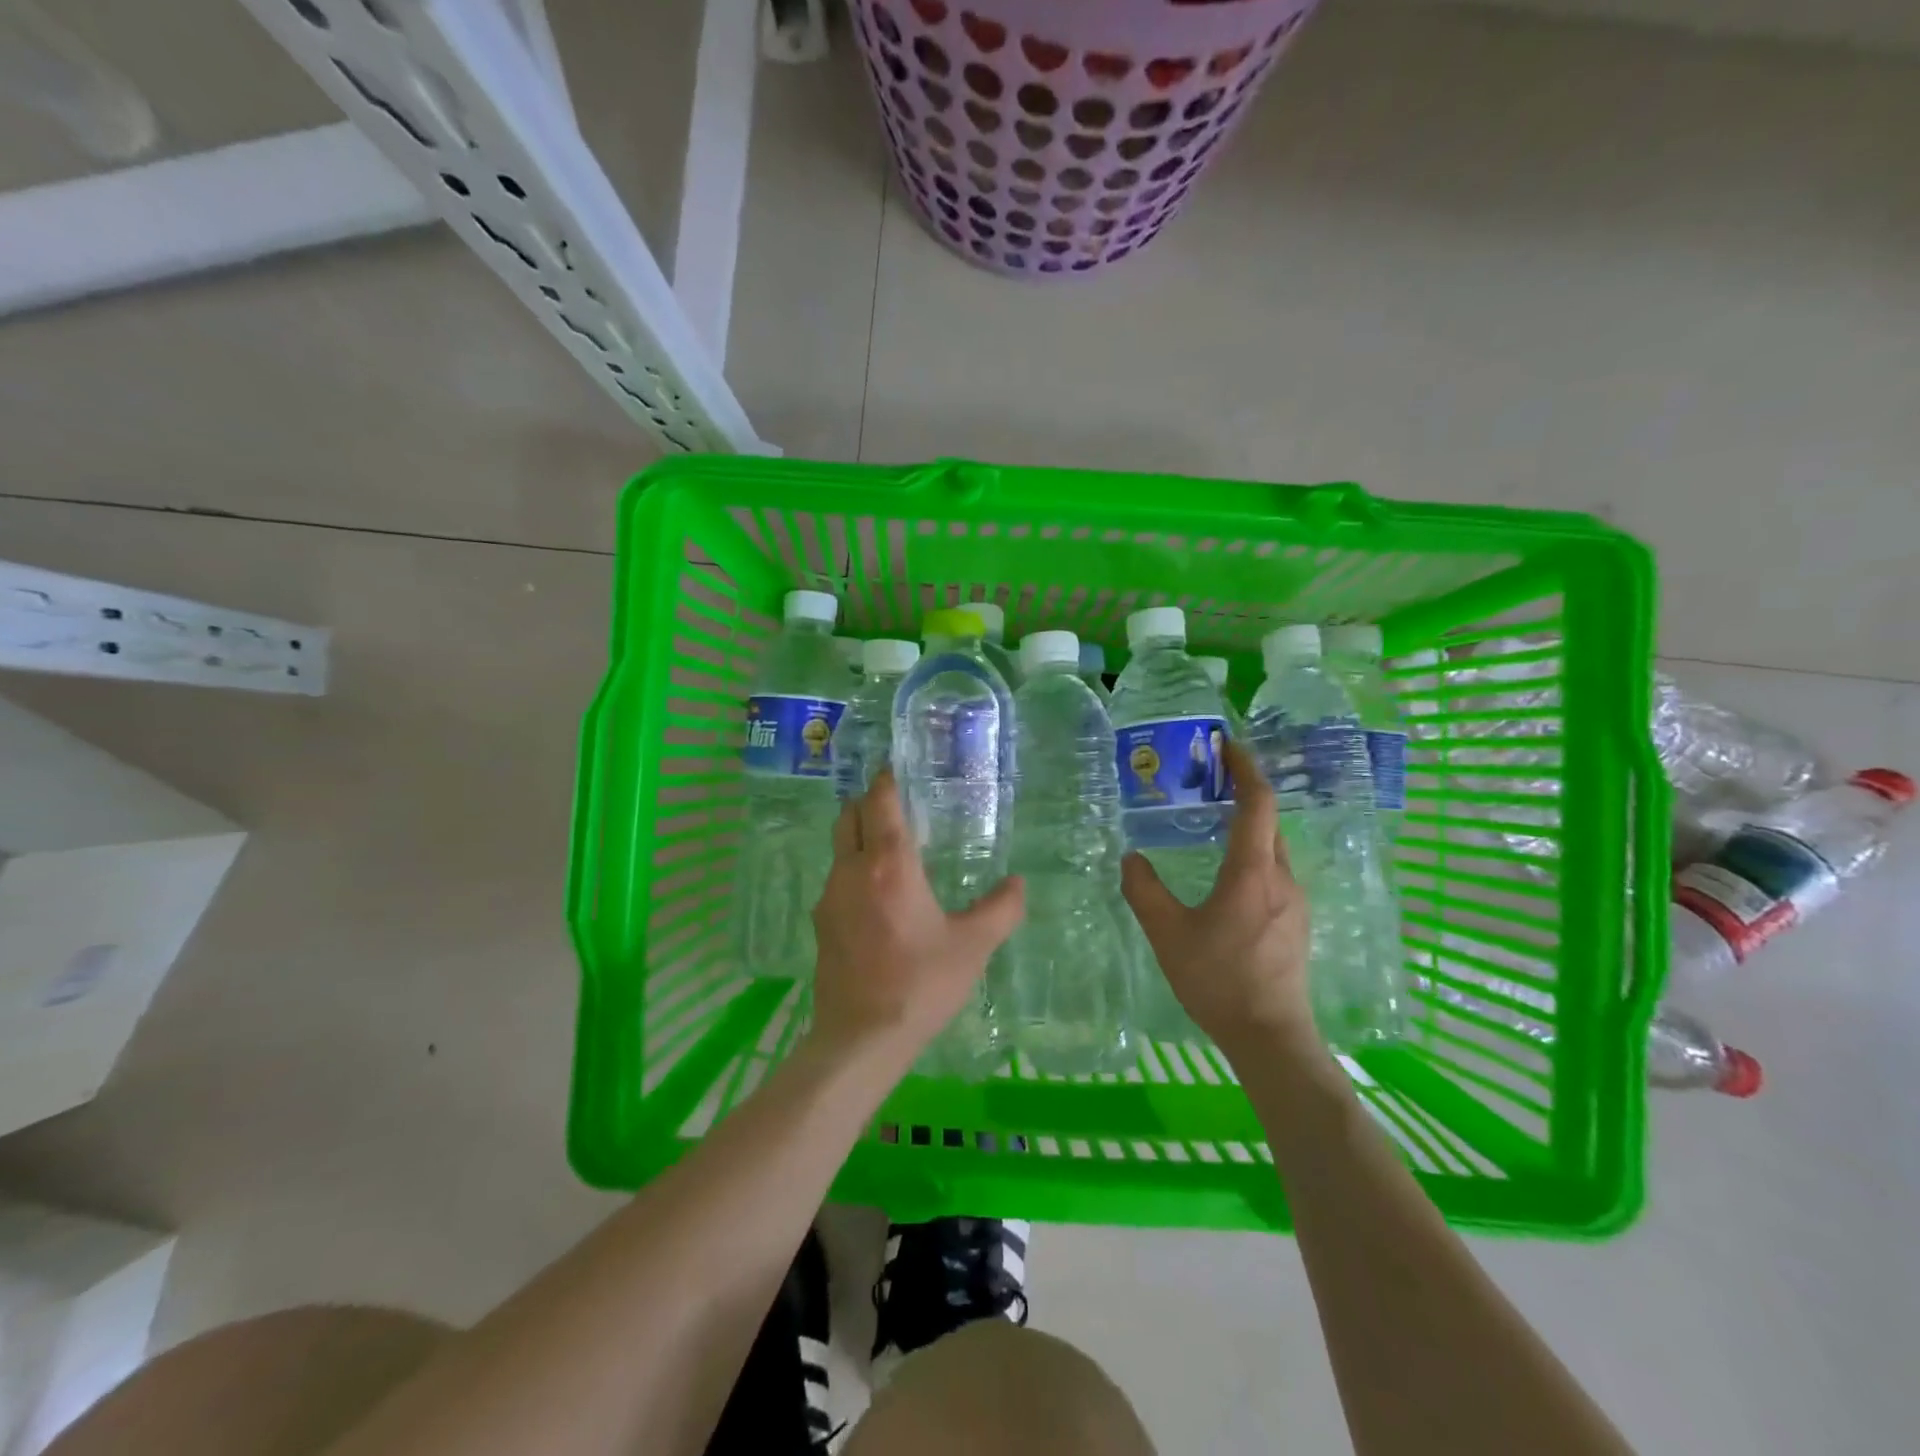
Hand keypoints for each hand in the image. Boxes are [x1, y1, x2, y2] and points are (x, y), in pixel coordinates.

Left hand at [810, 769, 1025, 1064]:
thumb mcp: (972, 946)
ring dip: (859, 838)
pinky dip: (854, 872)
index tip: (896, 770)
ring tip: (890, 852)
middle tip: (896, 807)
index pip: (879, 803)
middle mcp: (851, 870)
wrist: (862, 1038)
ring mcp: (829, 898)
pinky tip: (877, 898)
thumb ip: (1001, 910)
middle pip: (849, 817)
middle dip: (868, 804)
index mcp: (889, 864)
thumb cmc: (921, 984)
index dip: (886, 781)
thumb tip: (1018, 884)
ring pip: (839, 849)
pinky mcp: (821, 925)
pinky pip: (836, 881)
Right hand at [1121, 738, 1316, 1059]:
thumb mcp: (1168, 934)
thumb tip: (1130, 858)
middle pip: (1268, 821)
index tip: (1226, 744)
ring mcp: (1294, 902)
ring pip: (1272, 848)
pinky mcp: (1295, 923)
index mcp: (1253, 872)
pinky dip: (1252, 855)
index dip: (1245, 768)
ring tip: (1212, 824)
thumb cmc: (1219, 980)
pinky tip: (1226, 876)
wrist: (1271, 1037)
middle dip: (1244, 793)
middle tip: (1208, 781)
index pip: (1258, 803)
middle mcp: (1281, 878)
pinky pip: (1273, 873)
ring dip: (1248, 826)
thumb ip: (1145, 891)